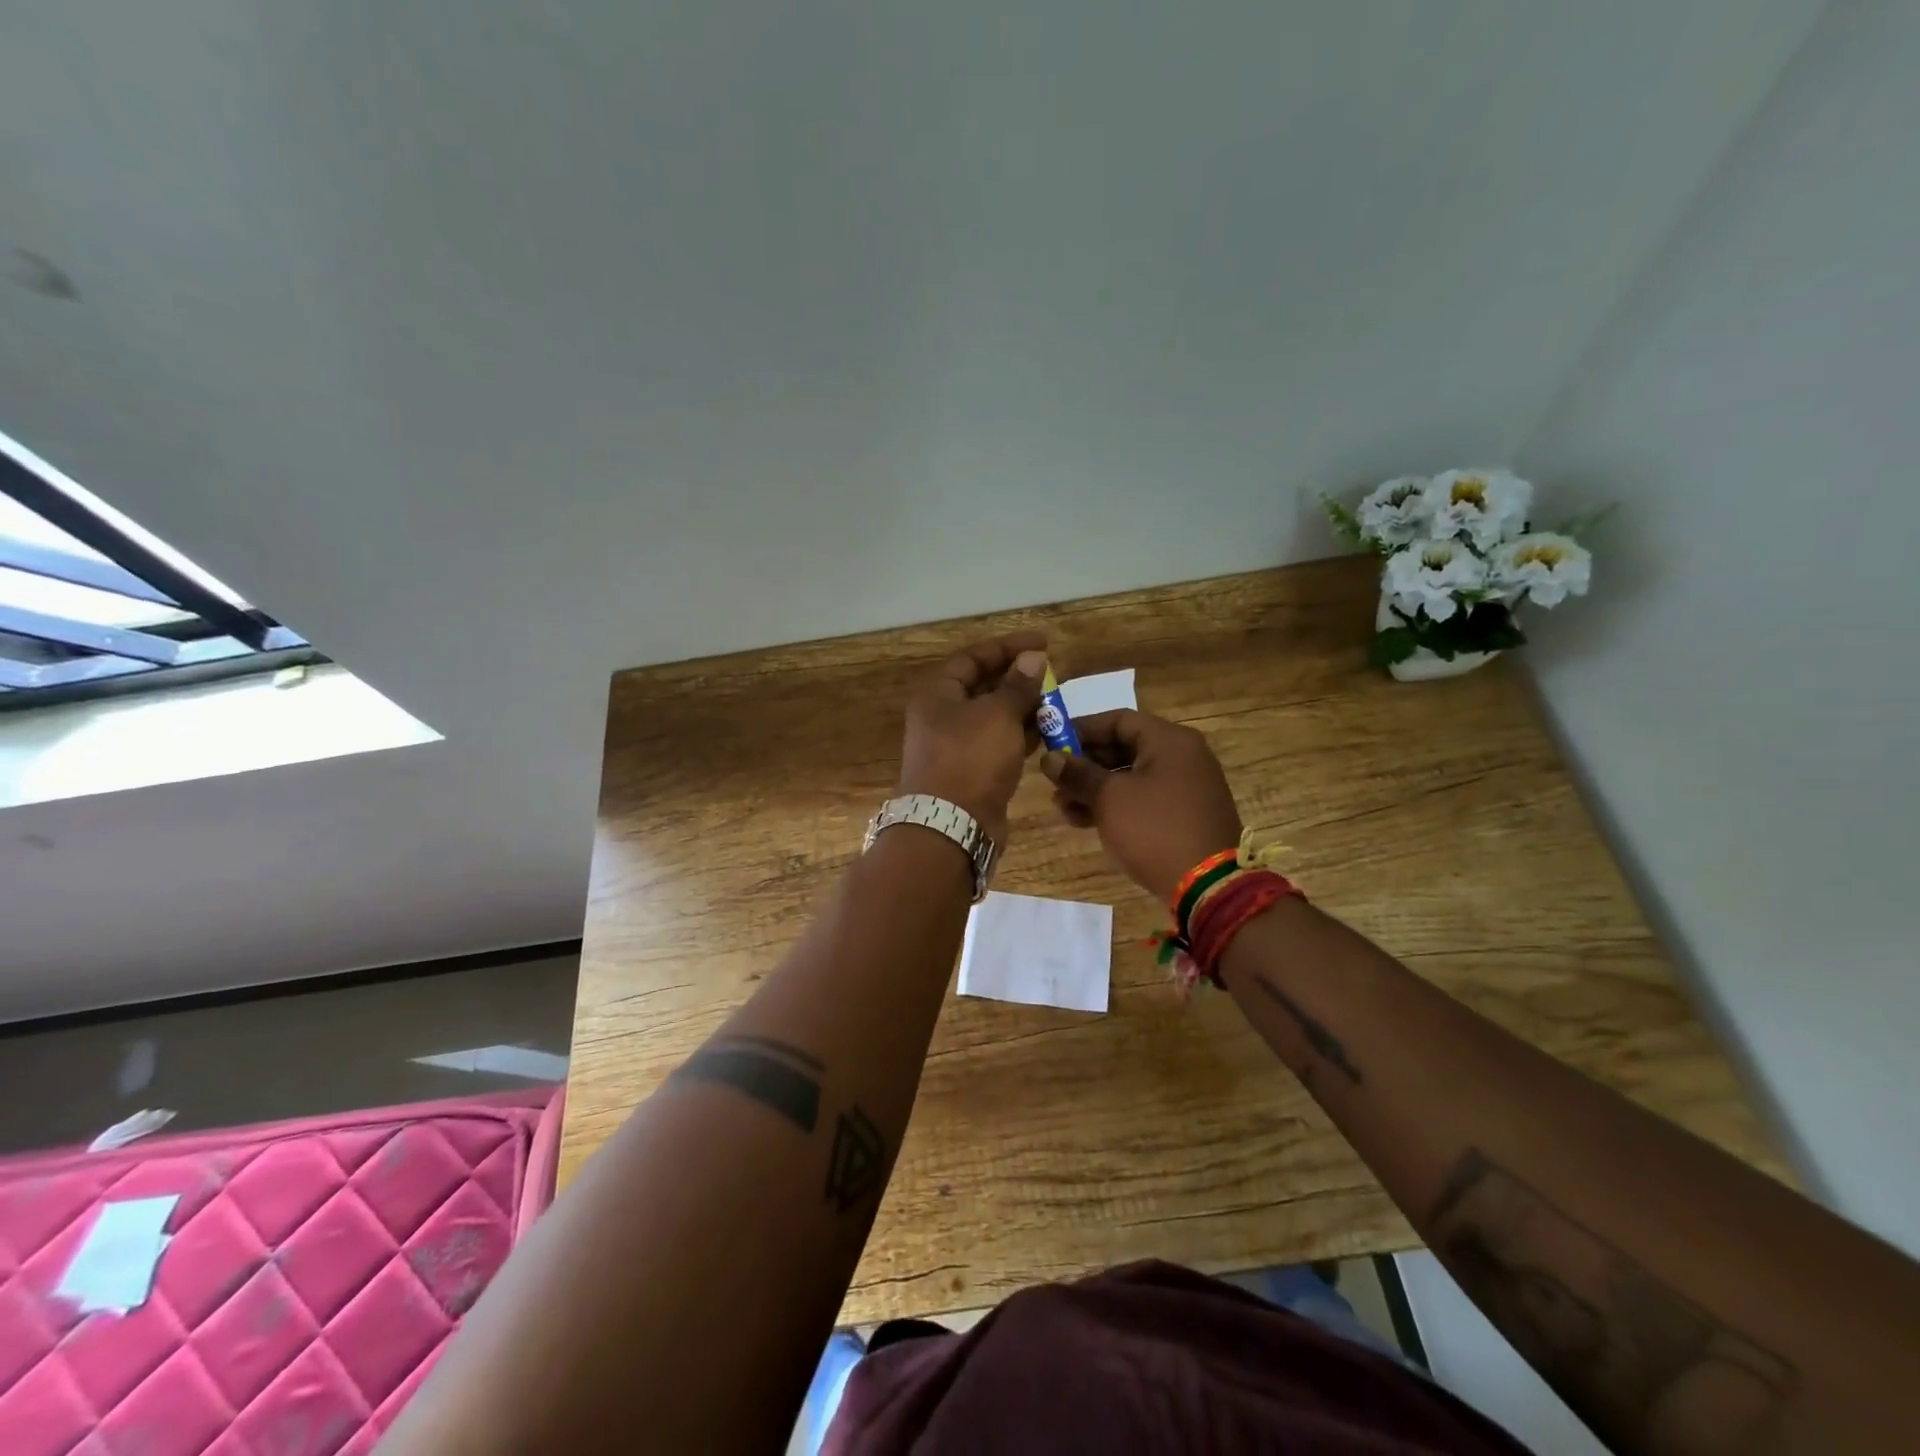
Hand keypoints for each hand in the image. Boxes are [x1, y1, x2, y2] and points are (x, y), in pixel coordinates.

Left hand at [899, 633, 1047, 844]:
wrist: (951, 827)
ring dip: (1022, 709)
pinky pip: (998, 745)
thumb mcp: (997, 715)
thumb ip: (1018, 686)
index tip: (1043, 643)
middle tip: (1052, 675)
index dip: (1007, 647)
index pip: (972, 658)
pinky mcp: (971, 774)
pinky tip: (1047, 733)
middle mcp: (942, 719)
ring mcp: (956, 749)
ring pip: (992, 719)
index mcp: (938, 696)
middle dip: (1017, 679)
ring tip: (1056, 703)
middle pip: (982, 688)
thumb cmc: (970, 760)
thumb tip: (1032, 658)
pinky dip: (1020, 737)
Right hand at [1041, 710, 1242, 904]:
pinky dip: (1116, 805)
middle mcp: (1182, 756)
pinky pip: (1143, 799)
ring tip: (1063, 808)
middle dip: (1085, 765)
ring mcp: (1186, 787)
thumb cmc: (1154, 829)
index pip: (1118, 720)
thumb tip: (1049, 759)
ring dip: (1095, 789)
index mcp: (1170, 740)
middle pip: (1124, 748)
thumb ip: (1078, 773)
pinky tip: (1085, 821)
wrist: (1207, 886)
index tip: (1052, 745)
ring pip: (1130, 777)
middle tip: (1054, 782)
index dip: (1081, 730)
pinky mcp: (1184, 815)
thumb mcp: (1109, 798)